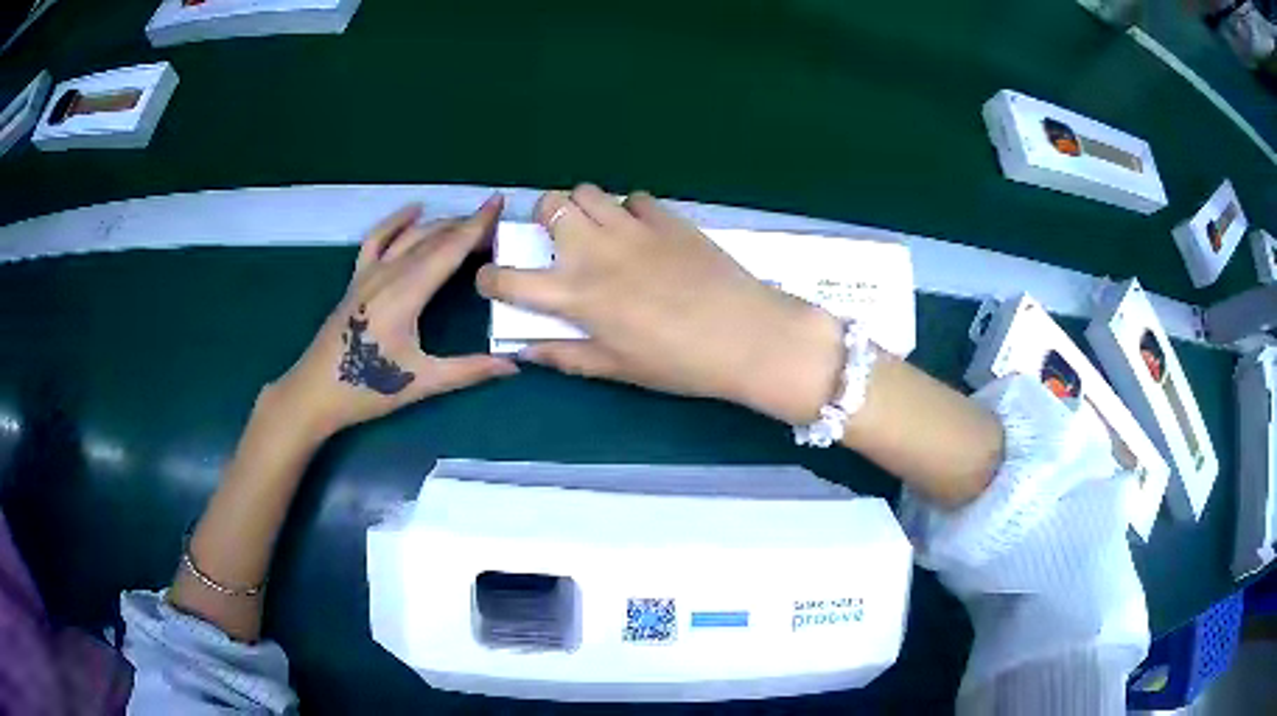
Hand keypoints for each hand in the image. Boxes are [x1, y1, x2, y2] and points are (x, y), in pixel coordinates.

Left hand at [270, 196, 517, 440]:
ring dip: (439, 225)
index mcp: (406, 294)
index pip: (448, 250)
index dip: (476, 226)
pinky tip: (413, 211)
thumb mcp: (421, 382)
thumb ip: (468, 370)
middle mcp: (387, 274)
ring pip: (408, 236)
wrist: (314, 393)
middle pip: (432, 238)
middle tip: (496, 227)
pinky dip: (396, 221)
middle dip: (465, 226)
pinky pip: (377, 240)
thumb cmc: (366, 389)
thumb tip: (514, 365)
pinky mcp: (355, 279)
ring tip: (464, 222)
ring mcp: (368, 274)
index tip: (498, 202)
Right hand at [477, 185, 842, 424]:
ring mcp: (633, 228)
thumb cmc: (678, 362)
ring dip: (583, 208)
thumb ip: (566, 355)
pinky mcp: (668, 218)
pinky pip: (634, 198)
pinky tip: (642, 233)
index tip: (493, 280)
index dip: (490, 278)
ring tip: (599, 232)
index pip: (510, 279)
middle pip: (549, 205)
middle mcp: (596, 251)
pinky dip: (627, 210)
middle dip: (542, 218)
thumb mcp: (617, 368)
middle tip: (558, 240)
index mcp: (577, 295)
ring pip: (588, 191)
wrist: (746, 335)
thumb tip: (526, 351)